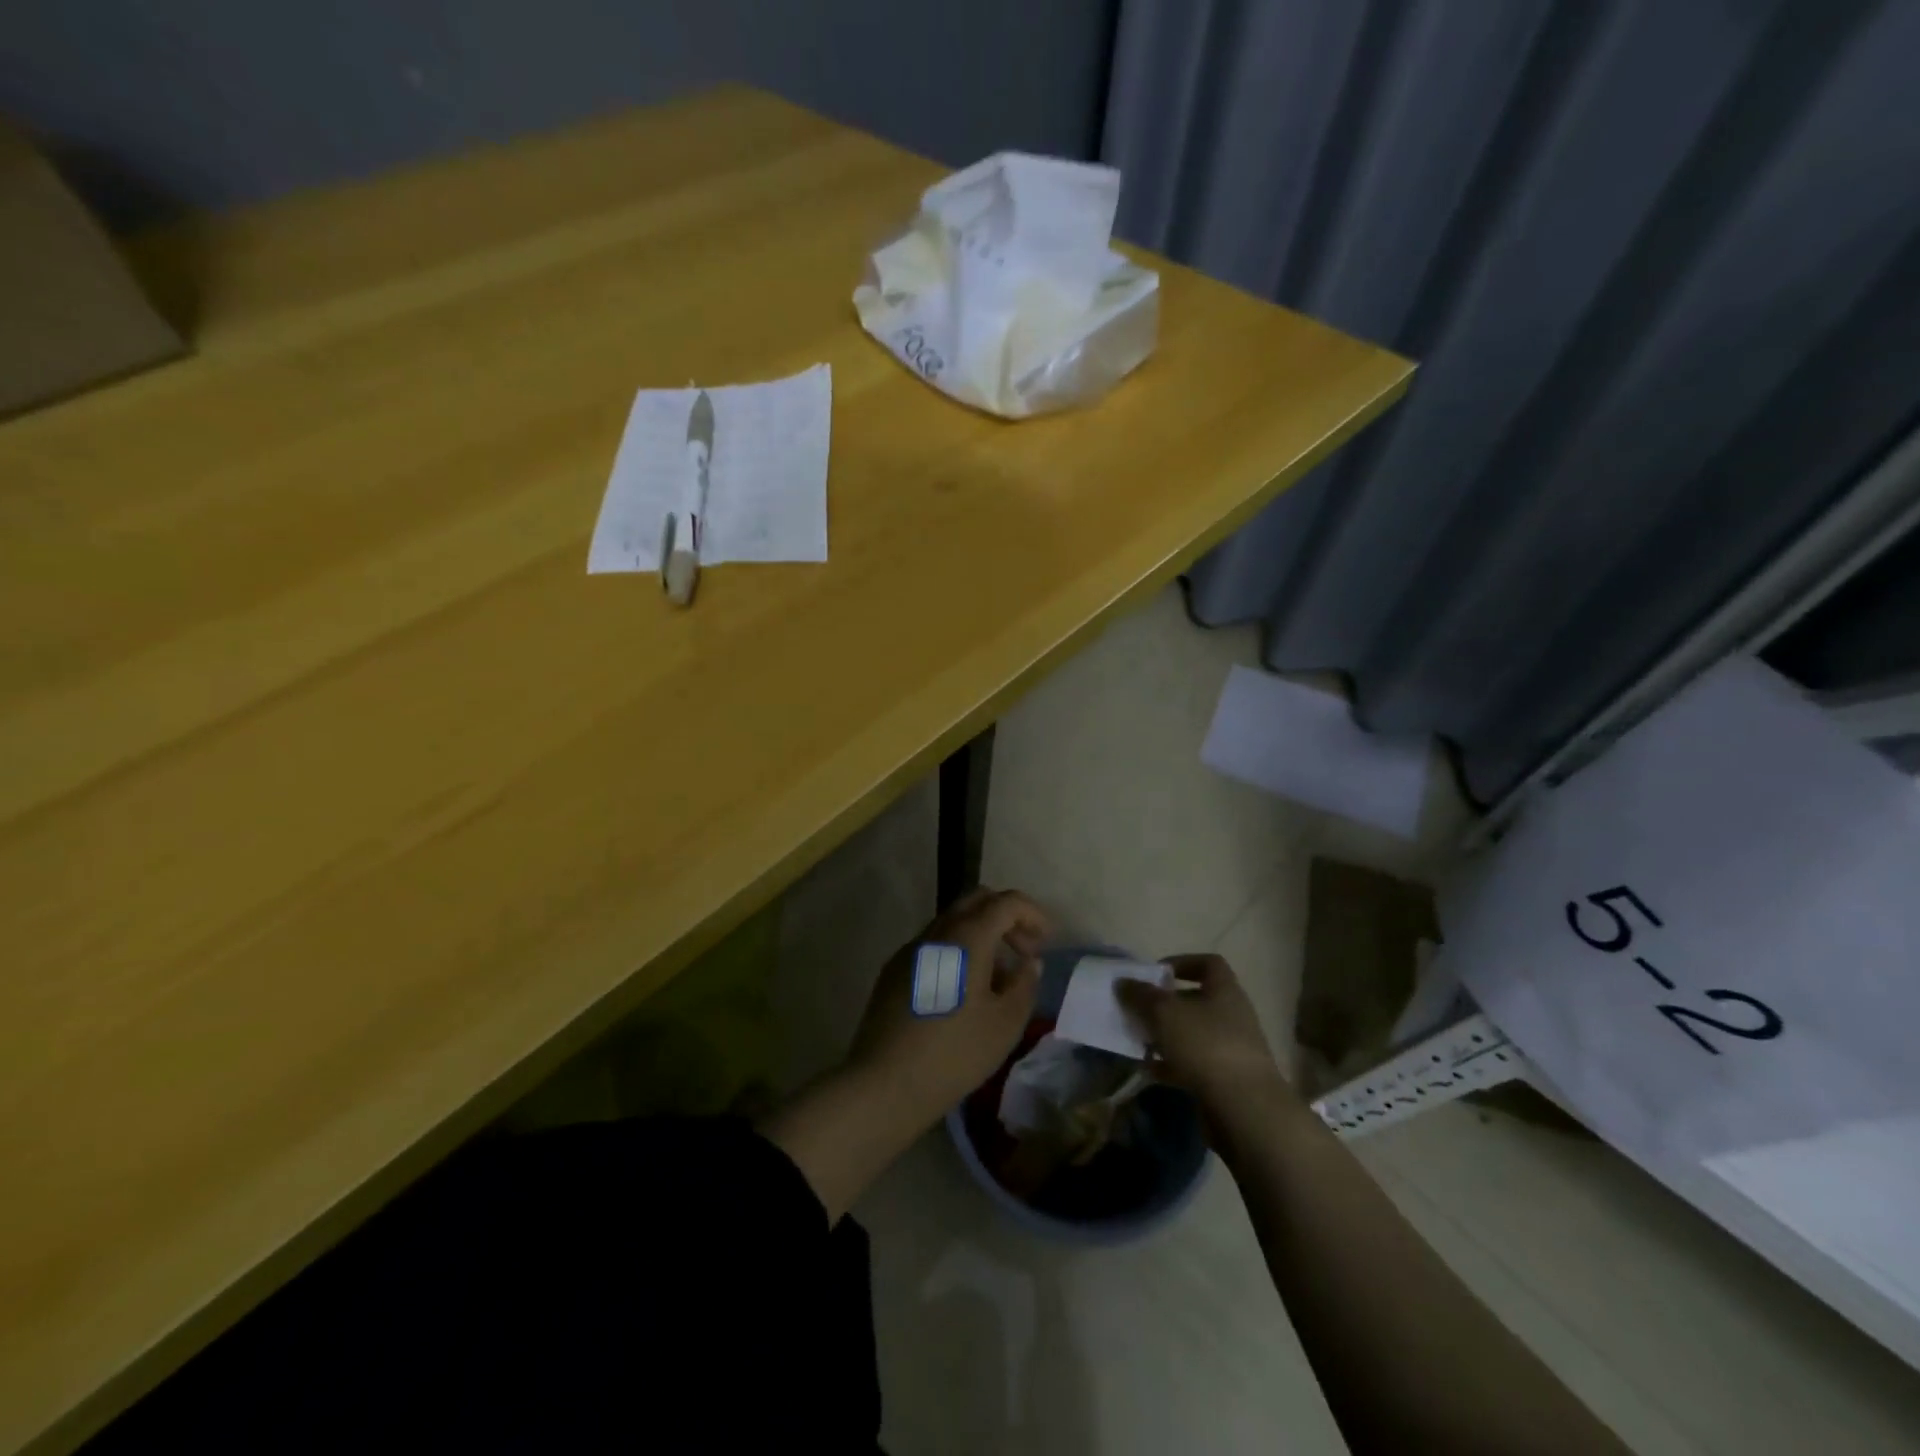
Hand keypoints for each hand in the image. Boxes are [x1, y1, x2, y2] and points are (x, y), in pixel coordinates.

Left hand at [848, 888, 1049, 1125]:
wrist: (885, 1082)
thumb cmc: (955, 1053)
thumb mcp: (1005, 1024)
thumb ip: (1024, 984)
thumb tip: (1030, 961)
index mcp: (967, 936)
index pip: (1006, 902)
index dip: (1033, 913)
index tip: (1047, 940)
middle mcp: (937, 931)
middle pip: (977, 900)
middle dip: (1007, 917)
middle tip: (1025, 951)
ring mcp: (911, 948)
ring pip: (953, 921)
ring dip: (981, 934)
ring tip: (998, 977)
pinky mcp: (895, 969)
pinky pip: (934, 944)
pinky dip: (958, 950)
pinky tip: (964, 990)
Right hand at [1116, 954, 1294, 1141]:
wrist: (1245, 1109)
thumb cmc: (1206, 1046)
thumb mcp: (1165, 1013)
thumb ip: (1141, 995)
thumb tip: (1123, 982)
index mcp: (1225, 991)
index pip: (1209, 963)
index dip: (1182, 962)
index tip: (1156, 973)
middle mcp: (1232, 1015)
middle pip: (1197, 1000)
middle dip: (1167, 1004)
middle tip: (1140, 1008)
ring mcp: (1231, 1049)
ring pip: (1193, 1034)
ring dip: (1166, 1035)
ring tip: (1139, 1039)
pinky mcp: (1226, 1080)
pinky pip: (1193, 1064)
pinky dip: (1171, 1064)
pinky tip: (1148, 1069)